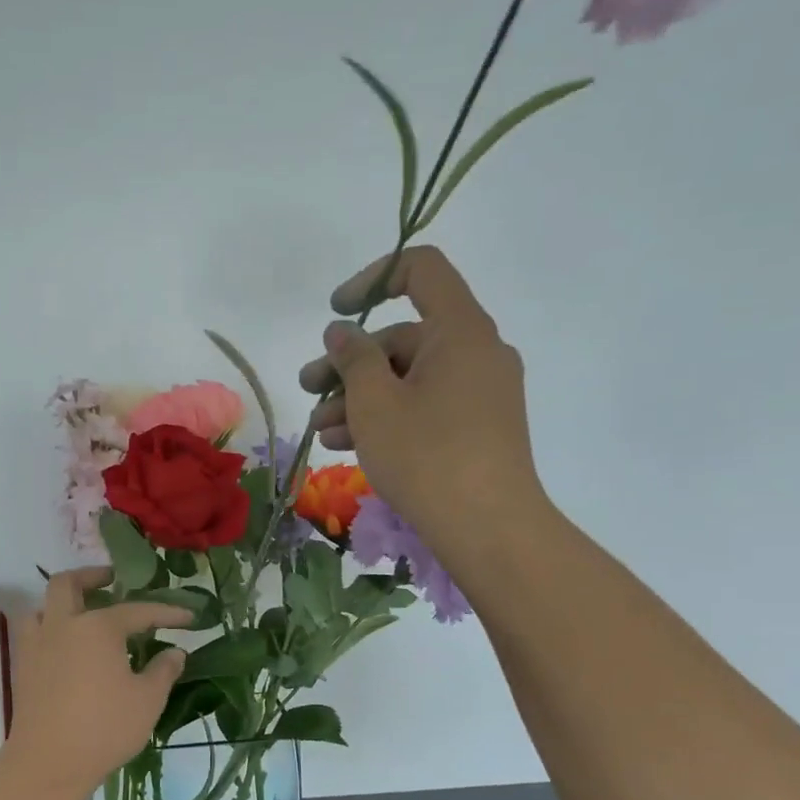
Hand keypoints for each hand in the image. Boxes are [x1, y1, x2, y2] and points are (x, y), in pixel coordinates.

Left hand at [8, 569, 190, 799]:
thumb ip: (163, 670)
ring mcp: (38, 645)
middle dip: (92, 576)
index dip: (166, 612)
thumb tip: (174, 652)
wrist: (48, 763)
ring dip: (63, 602)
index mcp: (98, 627)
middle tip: (112, 581)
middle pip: (68, 584)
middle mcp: (64, 625)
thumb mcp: (148, 700)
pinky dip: (51, 628)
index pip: (138, 611)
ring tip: (84, 613)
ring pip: (43, 606)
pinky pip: (35, 632)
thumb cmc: (104, 728)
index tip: (189, 617)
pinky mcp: (24, 667)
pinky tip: (67, 647)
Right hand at [298, 246, 546, 562]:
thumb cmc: (426, 455)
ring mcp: (482, 392)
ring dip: (361, 398)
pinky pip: (428, 405)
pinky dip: (390, 417)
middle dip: (350, 363)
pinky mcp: (480, 428)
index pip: (421, 269)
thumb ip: (353, 357)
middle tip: (309, 390)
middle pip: (405, 336)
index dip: (373, 278)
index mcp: (460, 330)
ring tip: (322, 431)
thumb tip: (342, 332)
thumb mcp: (374, 403)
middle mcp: (478, 352)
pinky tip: (349, 446)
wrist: (490, 529)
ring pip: (411, 378)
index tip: (336, 310)